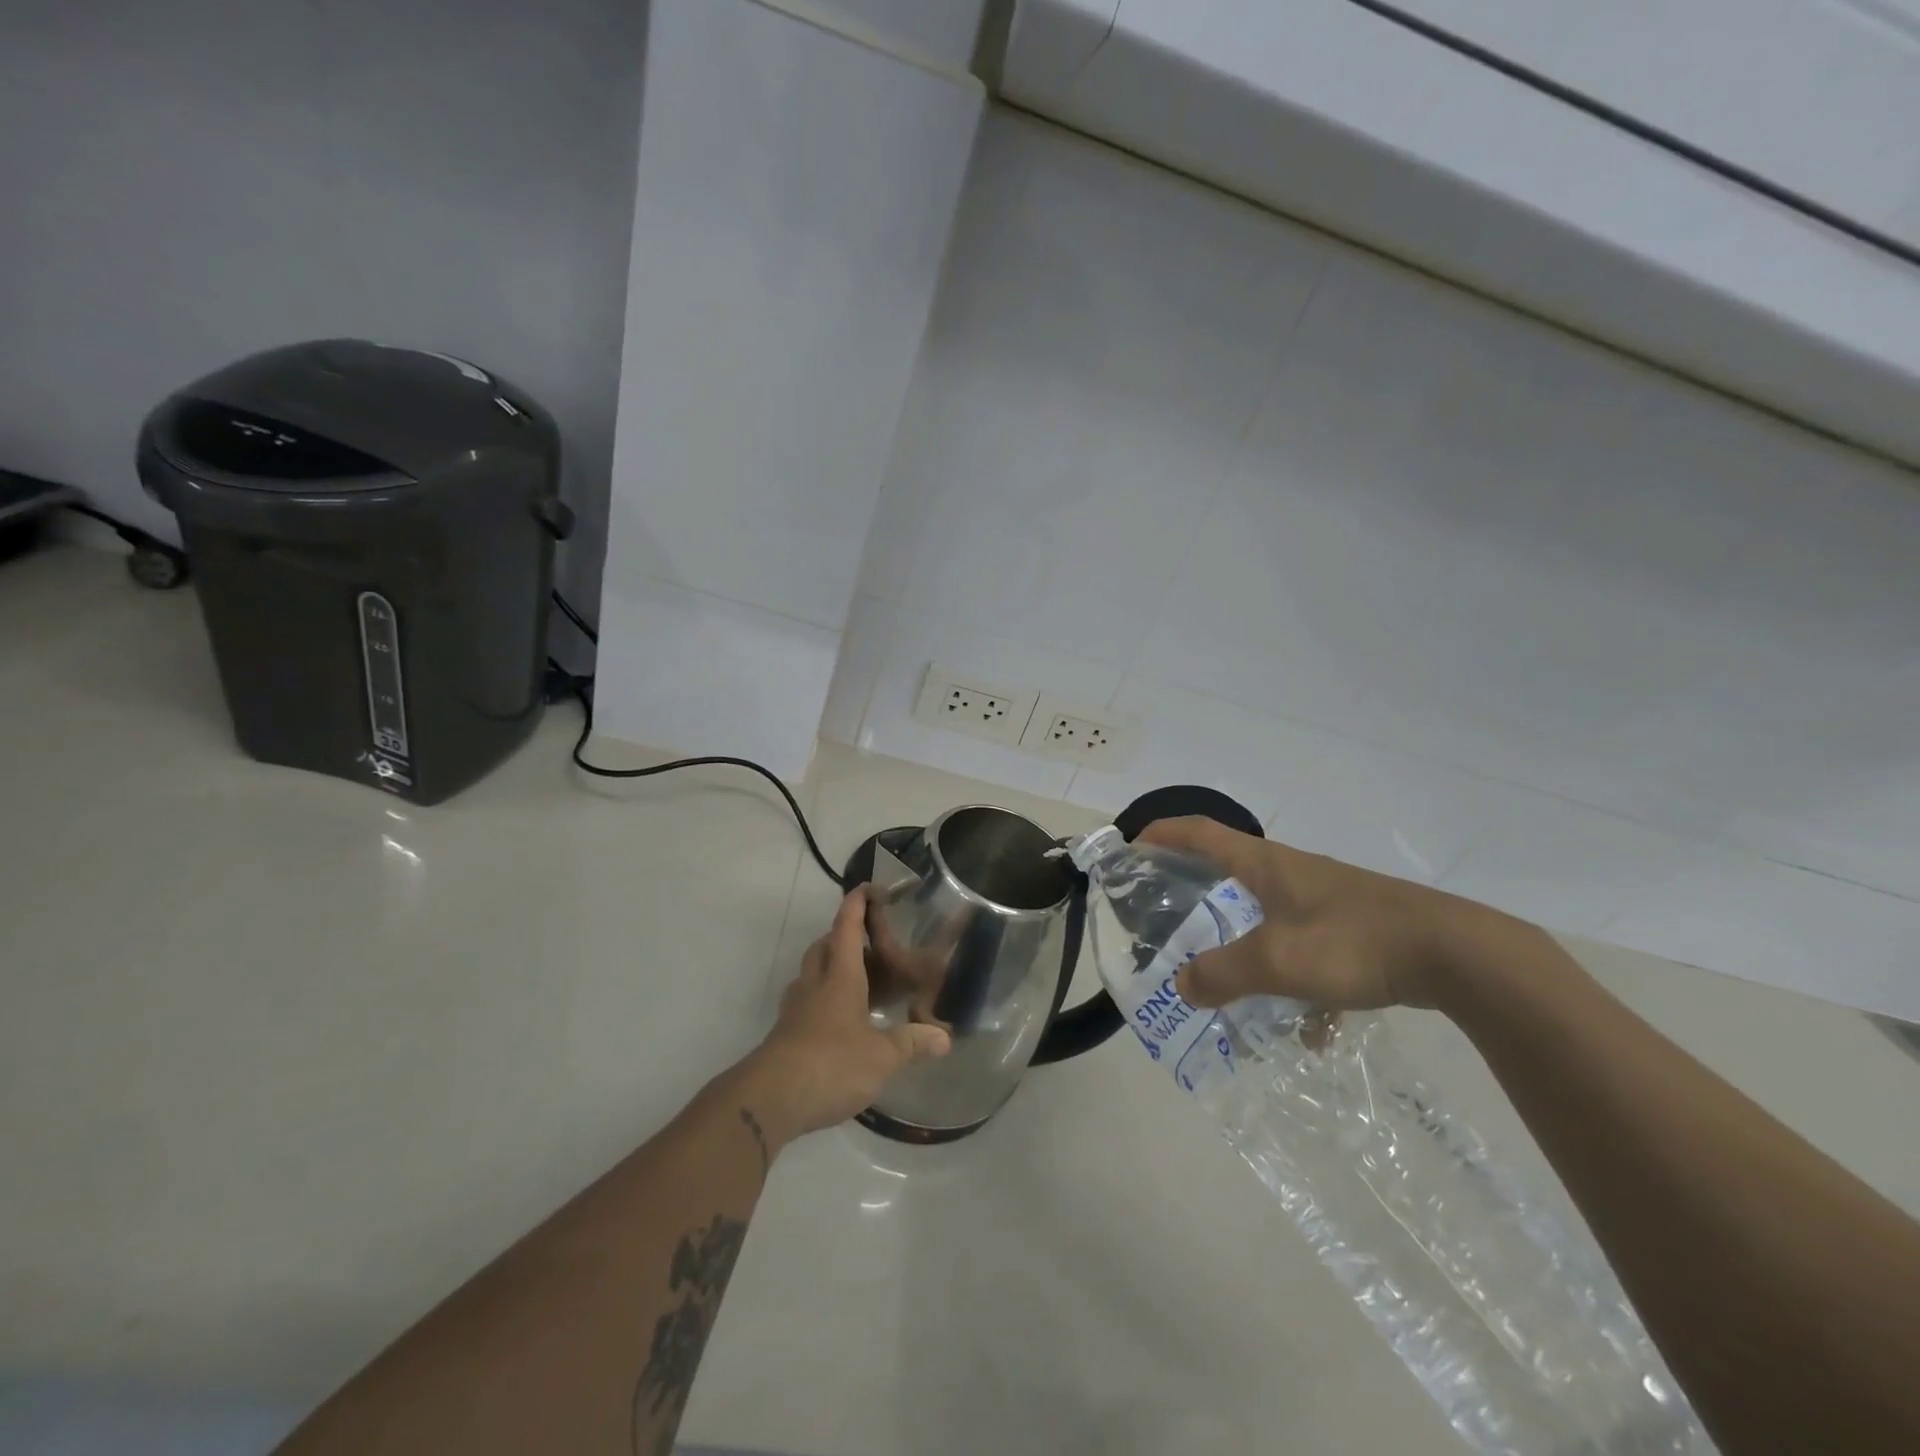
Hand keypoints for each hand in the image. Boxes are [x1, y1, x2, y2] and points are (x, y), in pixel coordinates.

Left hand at [742, 888, 951, 1143]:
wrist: (770, 1099)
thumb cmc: (831, 1064)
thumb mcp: (882, 1056)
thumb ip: (912, 1043)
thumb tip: (945, 1038)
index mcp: (840, 976)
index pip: (847, 926)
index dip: (857, 903)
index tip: (869, 888)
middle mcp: (815, 983)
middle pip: (825, 946)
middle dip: (843, 935)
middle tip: (871, 943)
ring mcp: (796, 1008)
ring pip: (812, 973)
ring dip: (832, 967)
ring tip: (860, 981)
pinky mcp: (787, 1034)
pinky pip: (807, 1002)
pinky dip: (824, 999)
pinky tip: (842, 1020)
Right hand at [1137, 816, 1519, 1011]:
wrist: (1460, 956)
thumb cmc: (1355, 942)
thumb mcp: (1278, 962)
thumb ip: (1223, 973)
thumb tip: (1184, 985)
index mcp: (1265, 864)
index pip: (1198, 832)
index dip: (1161, 833)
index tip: (1131, 847)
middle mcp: (1291, 871)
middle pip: (1229, 869)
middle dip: (1194, 889)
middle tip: (1167, 918)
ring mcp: (1325, 897)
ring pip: (1268, 913)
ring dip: (1243, 941)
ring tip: (1227, 979)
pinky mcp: (1354, 925)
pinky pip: (1307, 946)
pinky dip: (1294, 977)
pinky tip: (1307, 1026)